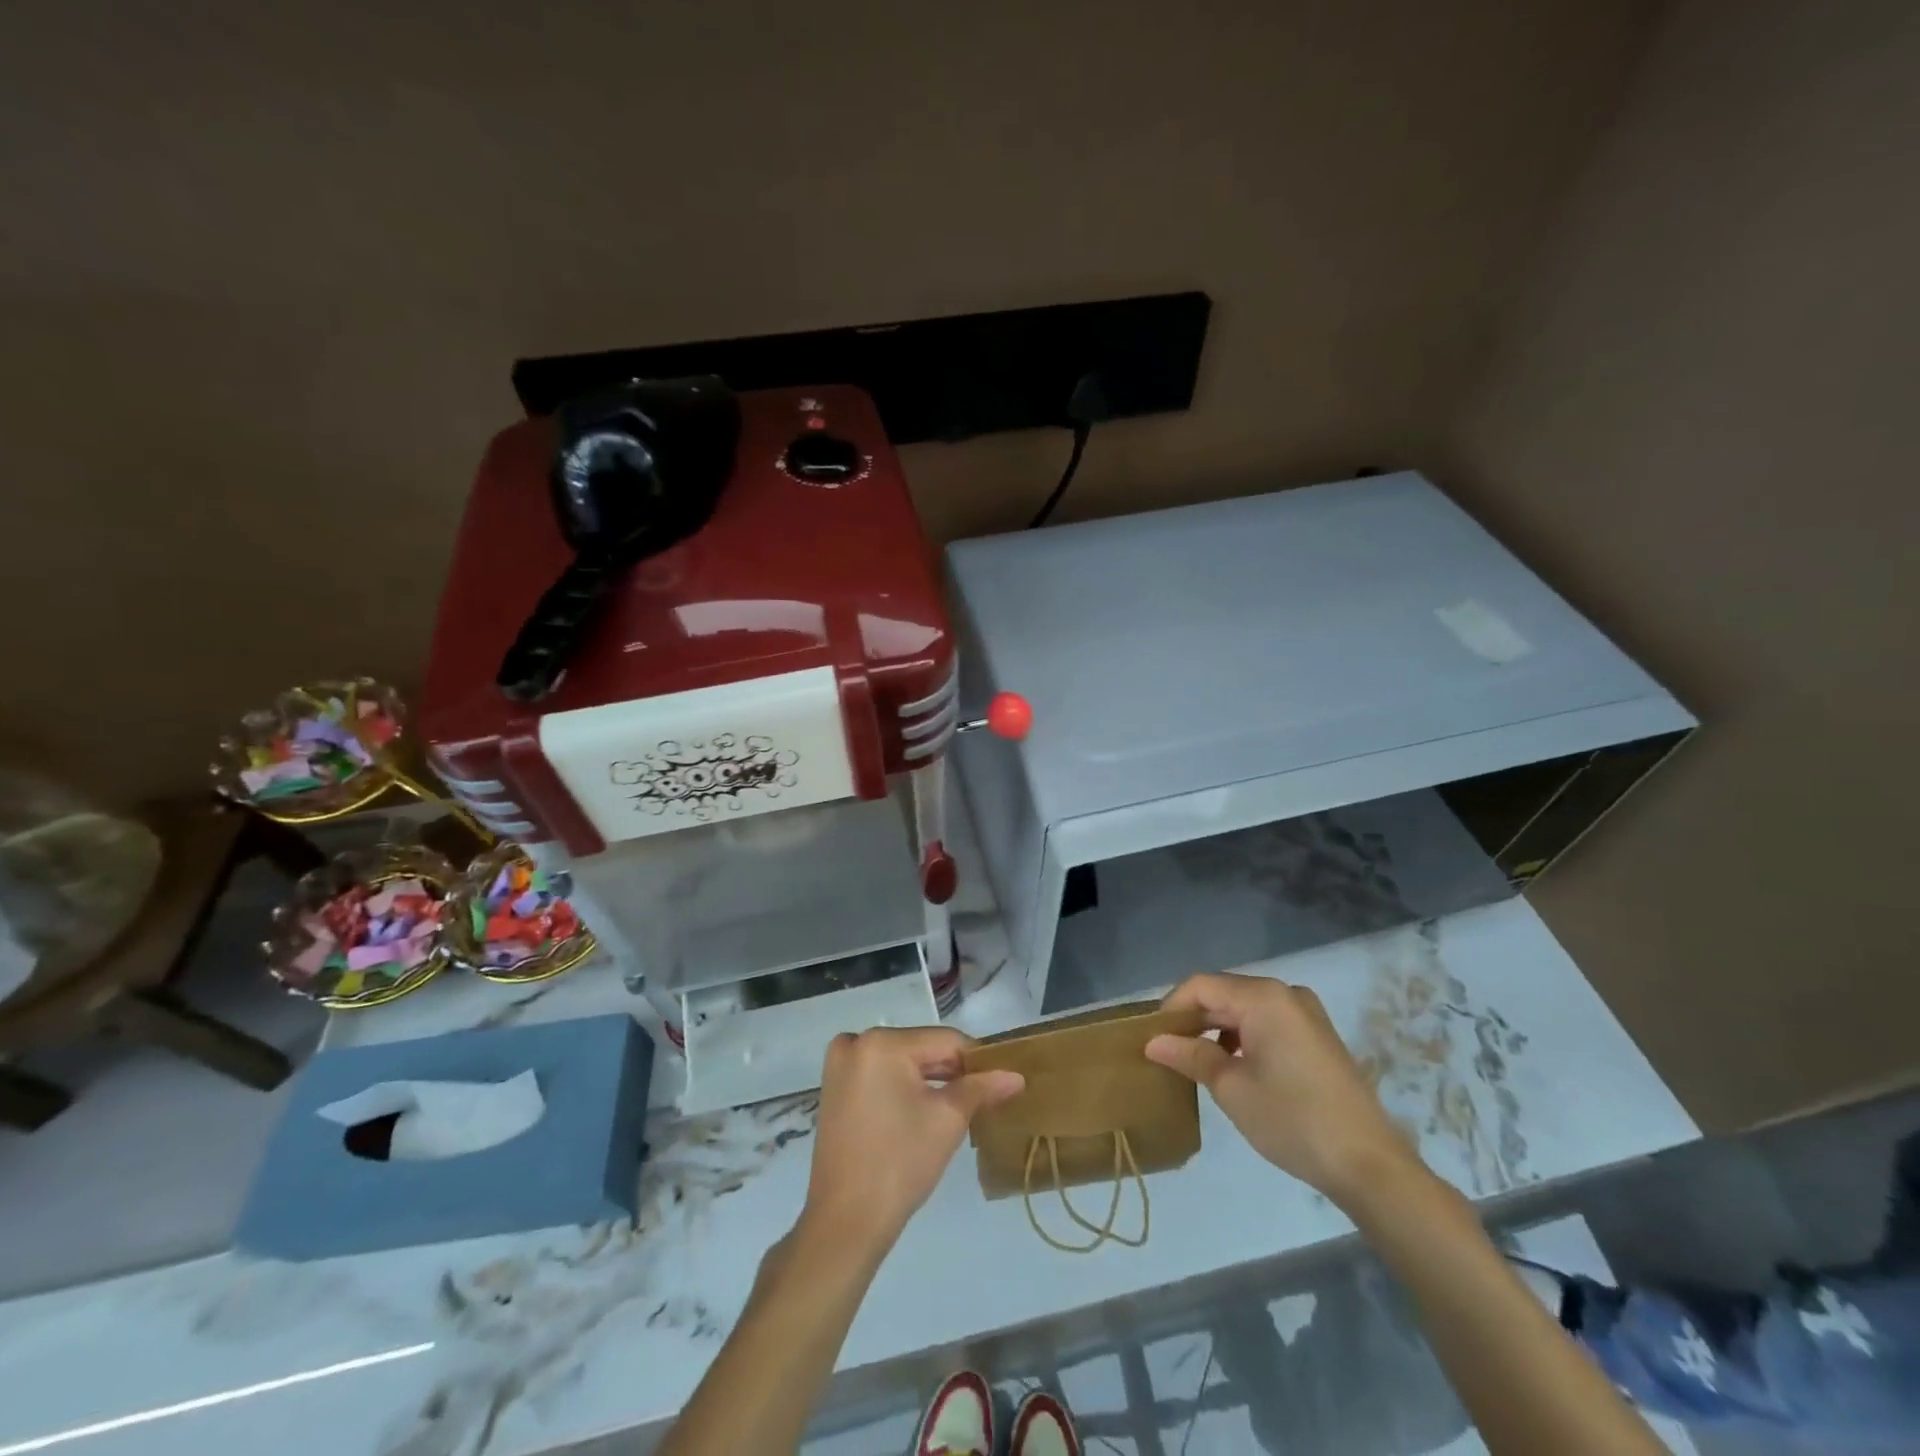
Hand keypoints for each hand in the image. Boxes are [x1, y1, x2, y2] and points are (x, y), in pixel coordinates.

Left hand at [800, 1026, 1023, 1254]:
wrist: (846, 1221)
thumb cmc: (900, 1163)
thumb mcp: (948, 1120)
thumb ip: (981, 1088)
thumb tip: (1016, 1076)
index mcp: (882, 1043)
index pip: (945, 1040)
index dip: (976, 1060)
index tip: (998, 1083)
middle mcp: (856, 1042)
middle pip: (920, 1048)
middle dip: (950, 1072)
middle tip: (980, 1099)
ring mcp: (840, 1065)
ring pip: (900, 1062)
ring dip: (928, 1080)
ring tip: (956, 1107)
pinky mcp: (834, 1088)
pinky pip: (879, 1075)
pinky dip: (902, 1087)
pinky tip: (921, 1111)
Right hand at [1145, 972, 1419, 1205]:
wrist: (1370, 1165)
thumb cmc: (1292, 1119)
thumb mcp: (1231, 1088)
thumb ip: (1190, 1056)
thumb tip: (1154, 1042)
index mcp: (1263, 997)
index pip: (1201, 986)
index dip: (1171, 1007)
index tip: (1151, 1038)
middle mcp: (1286, 993)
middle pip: (1224, 993)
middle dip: (1193, 1019)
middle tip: (1166, 1051)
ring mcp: (1306, 1014)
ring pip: (1245, 1009)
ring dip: (1217, 1029)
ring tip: (1195, 1061)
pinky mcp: (1317, 1036)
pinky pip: (1267, 1023)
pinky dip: (1243, 1037)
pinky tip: (1232, 1067)